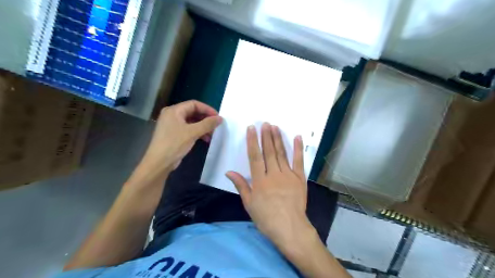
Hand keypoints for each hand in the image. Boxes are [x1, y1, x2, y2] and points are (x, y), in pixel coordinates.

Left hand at [140, 101, 223, 176]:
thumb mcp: (193, 132)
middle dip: (206, 119)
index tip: (218, 117)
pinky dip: (198, 132)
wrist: (159, 163)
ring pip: (192, 122)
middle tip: (216, 125)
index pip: (194, 104)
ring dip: (203, 127)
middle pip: (193, 112)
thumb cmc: (174, 144)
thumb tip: (220, 118)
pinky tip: (206, 139)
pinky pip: (189, 129)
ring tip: (213, 134)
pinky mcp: (174, 134)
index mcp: (174, 110)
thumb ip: (207, 124)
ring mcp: (172, 125)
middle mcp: (172, 115)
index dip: (207, 109)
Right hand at [226, 123, 313, 245]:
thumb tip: (229, 172)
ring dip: (278, 139)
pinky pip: (299, 161)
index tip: (252, 129)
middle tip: (265, 123)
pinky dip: (298, 149)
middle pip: (269, 152)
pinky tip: (297, 137)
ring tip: (275, 127)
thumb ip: (241, 186)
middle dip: (266, 136)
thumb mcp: (249, 204)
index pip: (255, 156)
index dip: (252, 141)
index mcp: (260, 180)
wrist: (290, 228)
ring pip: (281, 153)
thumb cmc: (266, 218)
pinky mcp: (300, 178)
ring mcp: (288, 175)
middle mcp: (274, 174)